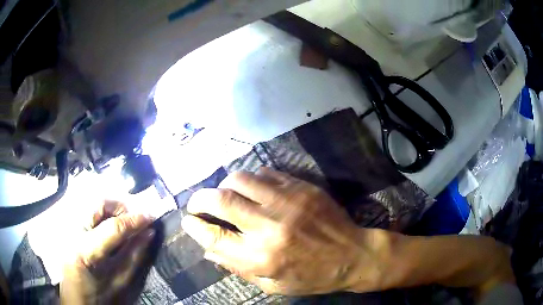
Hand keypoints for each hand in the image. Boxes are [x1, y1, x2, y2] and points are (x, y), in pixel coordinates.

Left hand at [60, 200, 154, 303]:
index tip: (151, 216)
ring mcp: (67, 223)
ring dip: (113, 207)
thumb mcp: (119, 282)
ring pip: (93, 200)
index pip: (113, 227)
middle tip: (136, 218)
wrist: (73, 296)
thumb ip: (134, 256)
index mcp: (84, 251)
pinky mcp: (67, 221)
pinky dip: (103, 211)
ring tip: (125, 221)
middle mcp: (72, 230)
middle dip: (121, 206)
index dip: (134, 220)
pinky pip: (88, 207)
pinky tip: (110, 224)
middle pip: (99, 202)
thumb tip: (149, 233)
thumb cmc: (97, 295)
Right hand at [181, 168, 390, 294]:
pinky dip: (250, 179)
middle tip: (196, 203)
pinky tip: (251, 188)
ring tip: (224, 194)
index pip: (213, 235)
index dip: (194, 226)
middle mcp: (269, 227)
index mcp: (260, 258)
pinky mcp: (301, 187)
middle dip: (199, 199)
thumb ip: (238, 268)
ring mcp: (287, 202)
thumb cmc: (312, 277)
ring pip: (239, 179)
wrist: (353, 256)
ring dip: (223, 185)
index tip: (187, 221)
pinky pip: (265, 173)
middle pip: (220, 201)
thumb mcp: (272, 285)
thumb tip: (209, 249)